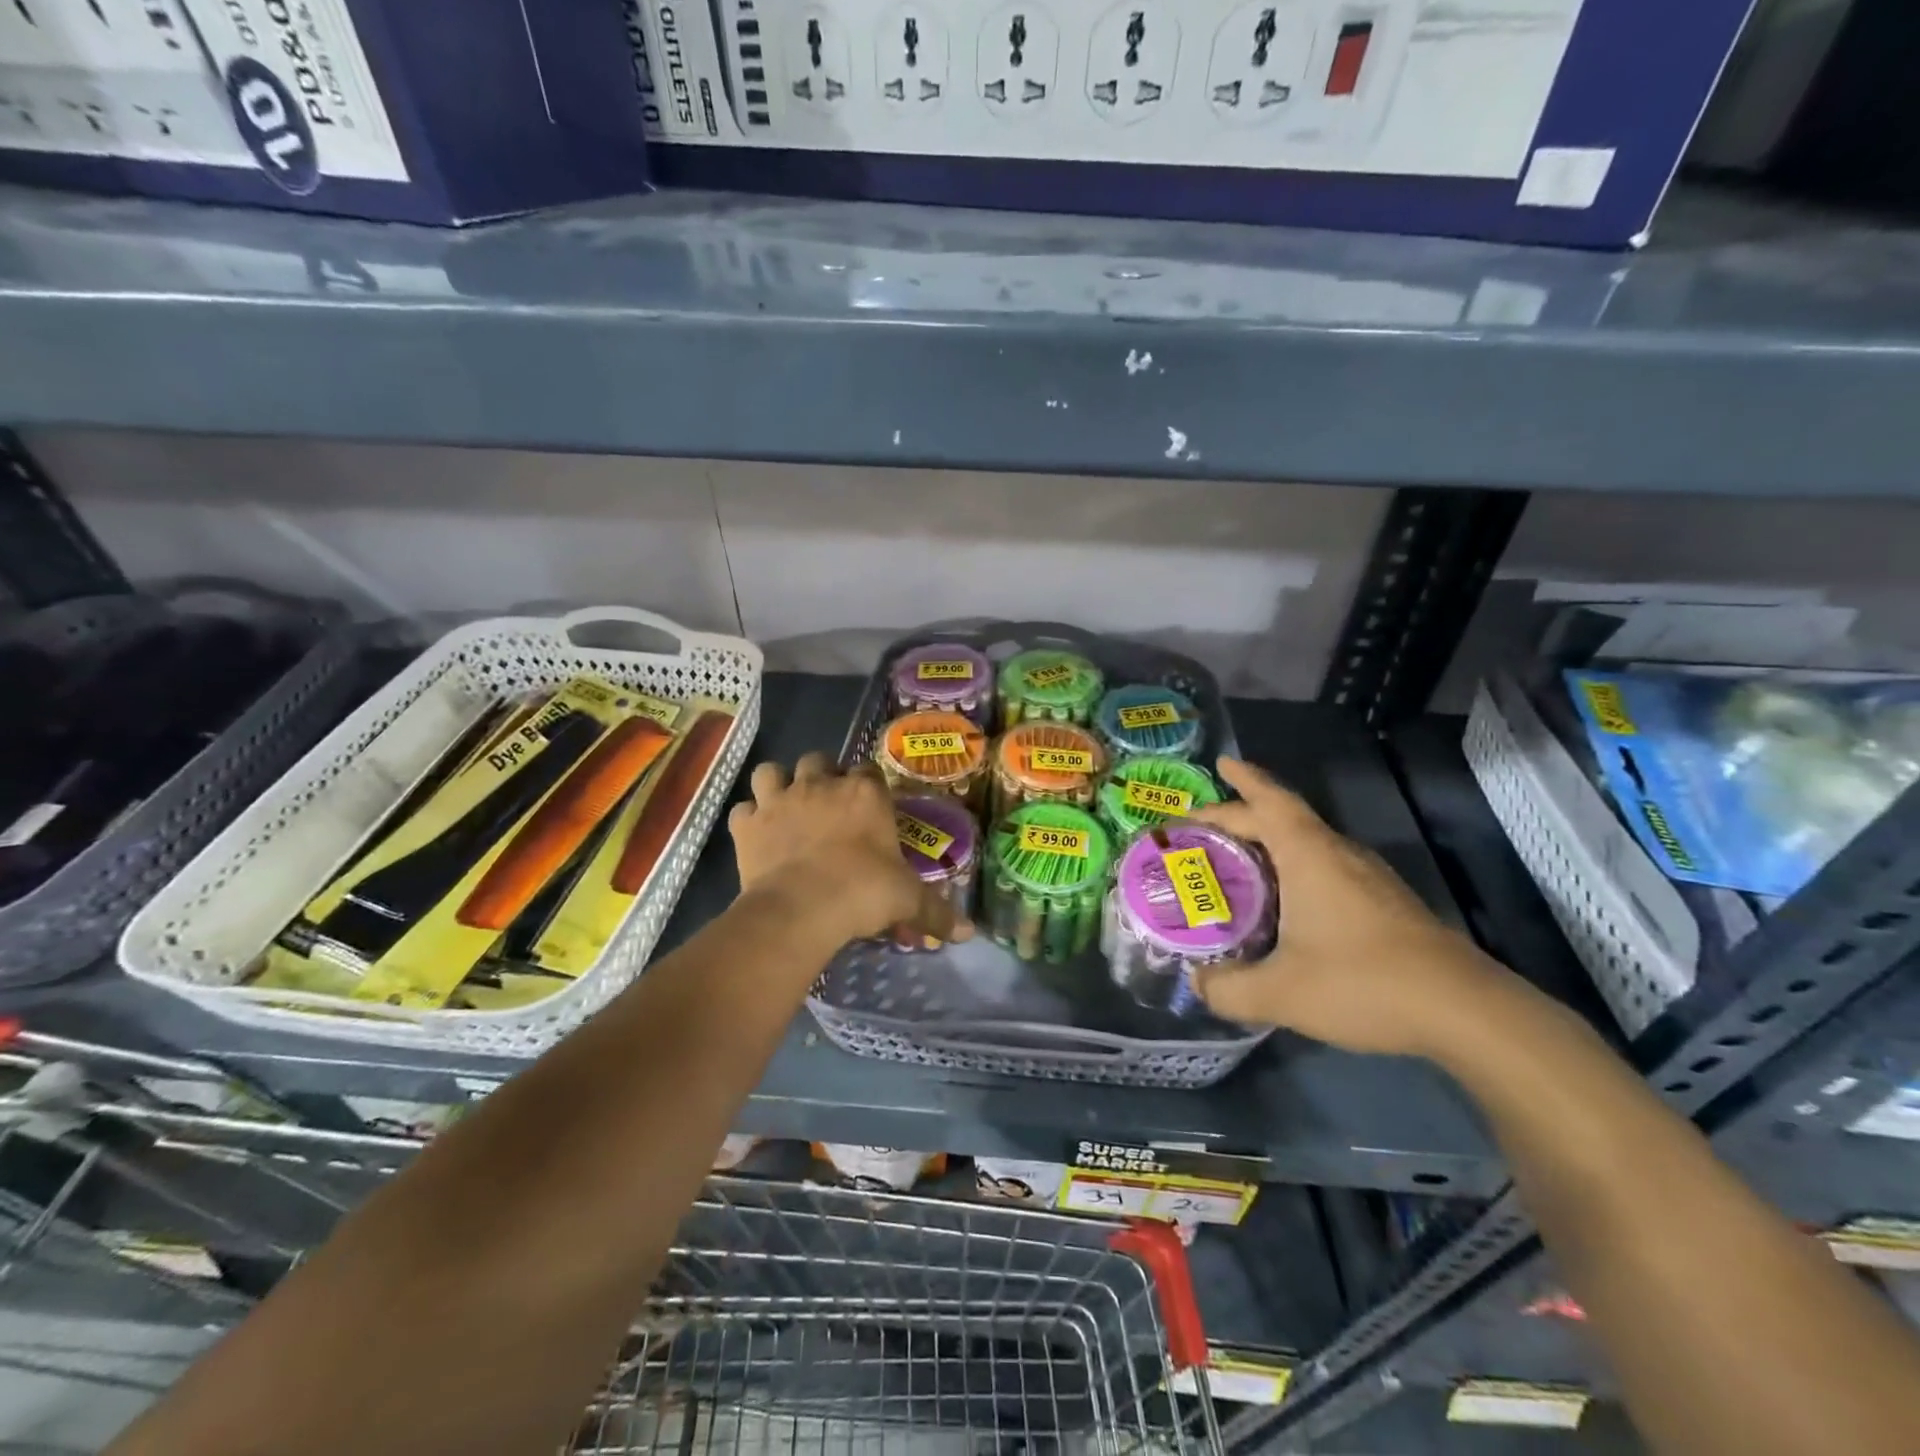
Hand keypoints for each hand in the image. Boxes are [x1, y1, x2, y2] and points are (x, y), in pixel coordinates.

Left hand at [728, 754, 973, 949]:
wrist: (802, 908)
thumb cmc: (863, 893)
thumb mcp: (908, 901)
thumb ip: (937, 912)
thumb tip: (969, 933)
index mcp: (865, 794)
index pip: (869, 772)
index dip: (867, 786)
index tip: (869, 806)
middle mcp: (821, 786)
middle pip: (818, 760)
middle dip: (821, 776)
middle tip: (827, 805)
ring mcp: (780, 800)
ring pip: (771, 771)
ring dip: (777, 785)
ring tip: (785, 807)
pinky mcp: (748, 824)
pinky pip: (743, 810)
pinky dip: (749, 819)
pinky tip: (756, 835)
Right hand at [1190, 758, 1522, 1059]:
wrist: (1465, 1011)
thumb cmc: (1364, 983)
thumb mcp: (1280, 992)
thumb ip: (1228, 989)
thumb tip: (1197, 983)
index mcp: (1309, 856)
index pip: (1269, 802)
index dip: (1242, 780)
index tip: (1221, 763)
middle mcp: (1338, 854)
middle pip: (1283, 818)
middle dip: (1242, 815)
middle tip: (1204, 826)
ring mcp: (1367, 877)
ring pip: (1308, 842)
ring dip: (1270, 840)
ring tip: (1237, 857)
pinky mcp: (1384, 902)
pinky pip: (1325, 865)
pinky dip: (1293, 865)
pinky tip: (1285, 899)